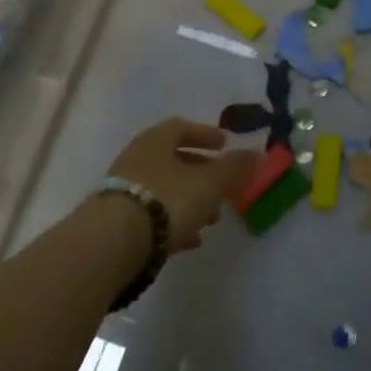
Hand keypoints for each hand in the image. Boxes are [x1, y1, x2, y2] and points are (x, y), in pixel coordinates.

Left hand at [106, 119, 257, 251]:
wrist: (114, 242)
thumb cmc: (168, 199)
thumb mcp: (210, 183)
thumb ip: (234, 168)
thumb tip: (256, 152)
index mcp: (155, 140)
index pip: (181, 127)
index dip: (205, 134)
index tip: (225, 145)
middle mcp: (136, 159)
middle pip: (174, 160)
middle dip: (202, 174)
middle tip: (224, 187)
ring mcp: (124, 190)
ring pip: (165, 189)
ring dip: (191, 200)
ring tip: (212, 220)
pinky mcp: (118, 221)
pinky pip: (153, 216)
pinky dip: (175, 222)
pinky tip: (190, 240)